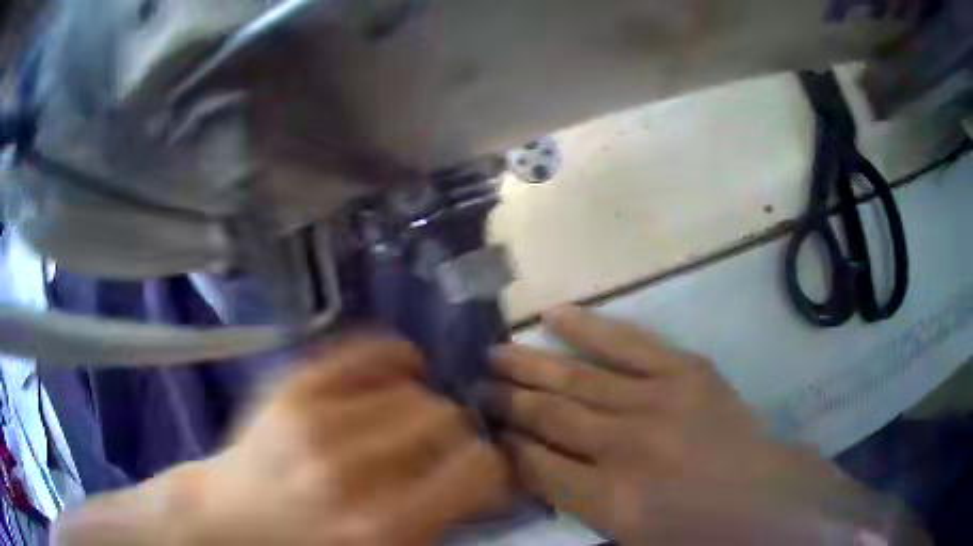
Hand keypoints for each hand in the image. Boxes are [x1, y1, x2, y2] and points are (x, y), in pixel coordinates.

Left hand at [55, 336, 510, 545]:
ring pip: (413, 386)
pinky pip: (365, 349)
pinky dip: (395, 357)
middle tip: (447, 449)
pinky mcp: (291, 387)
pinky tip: (400, 372)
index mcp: (383, 526)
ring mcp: (314, 418)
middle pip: (446, 418)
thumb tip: (494, 482)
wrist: (230, 521)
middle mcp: (351, 469)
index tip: (485, 471)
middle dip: (457, 435)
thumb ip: (443, 522)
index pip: (478, 467)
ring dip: (425, 404)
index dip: (493, 466)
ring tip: (415, 420)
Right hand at [487, 306, 926, 544]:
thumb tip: (533, 467)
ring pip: (578, 378)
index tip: (482, 426)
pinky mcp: (686, 371)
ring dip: (530, 364)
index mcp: (610, 501)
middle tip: (473, 383)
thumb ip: (576, 505)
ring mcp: (658, 402)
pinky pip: (628, 343)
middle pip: (549, 416)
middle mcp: (626, 447)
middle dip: (506, 400)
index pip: (536, 464)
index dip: (505, 443)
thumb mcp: (626, 539)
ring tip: (495, 351)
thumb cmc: (694, 534)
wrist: (764, 499)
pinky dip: (589, 328)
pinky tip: (554, 314)